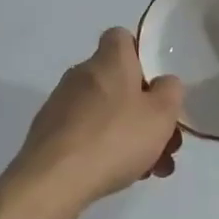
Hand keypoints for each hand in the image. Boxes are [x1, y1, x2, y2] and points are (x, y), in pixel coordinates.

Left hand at [8, 28, 184, 214]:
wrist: (54, 179)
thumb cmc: (115, 138)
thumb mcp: (161, 114)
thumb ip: (170, 91)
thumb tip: (163, 83)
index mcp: (109, 60)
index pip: (122, 38)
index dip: (141, 56)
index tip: (155, 86)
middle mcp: (82, 74)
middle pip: (119, 82)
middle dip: (144, 111)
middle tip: (164, 143)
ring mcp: (61, 103)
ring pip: (105, 112)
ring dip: (128, 135)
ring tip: (148, 170)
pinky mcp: (49, 132)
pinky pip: (86, 132)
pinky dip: (104, 148)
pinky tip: (118, 176)